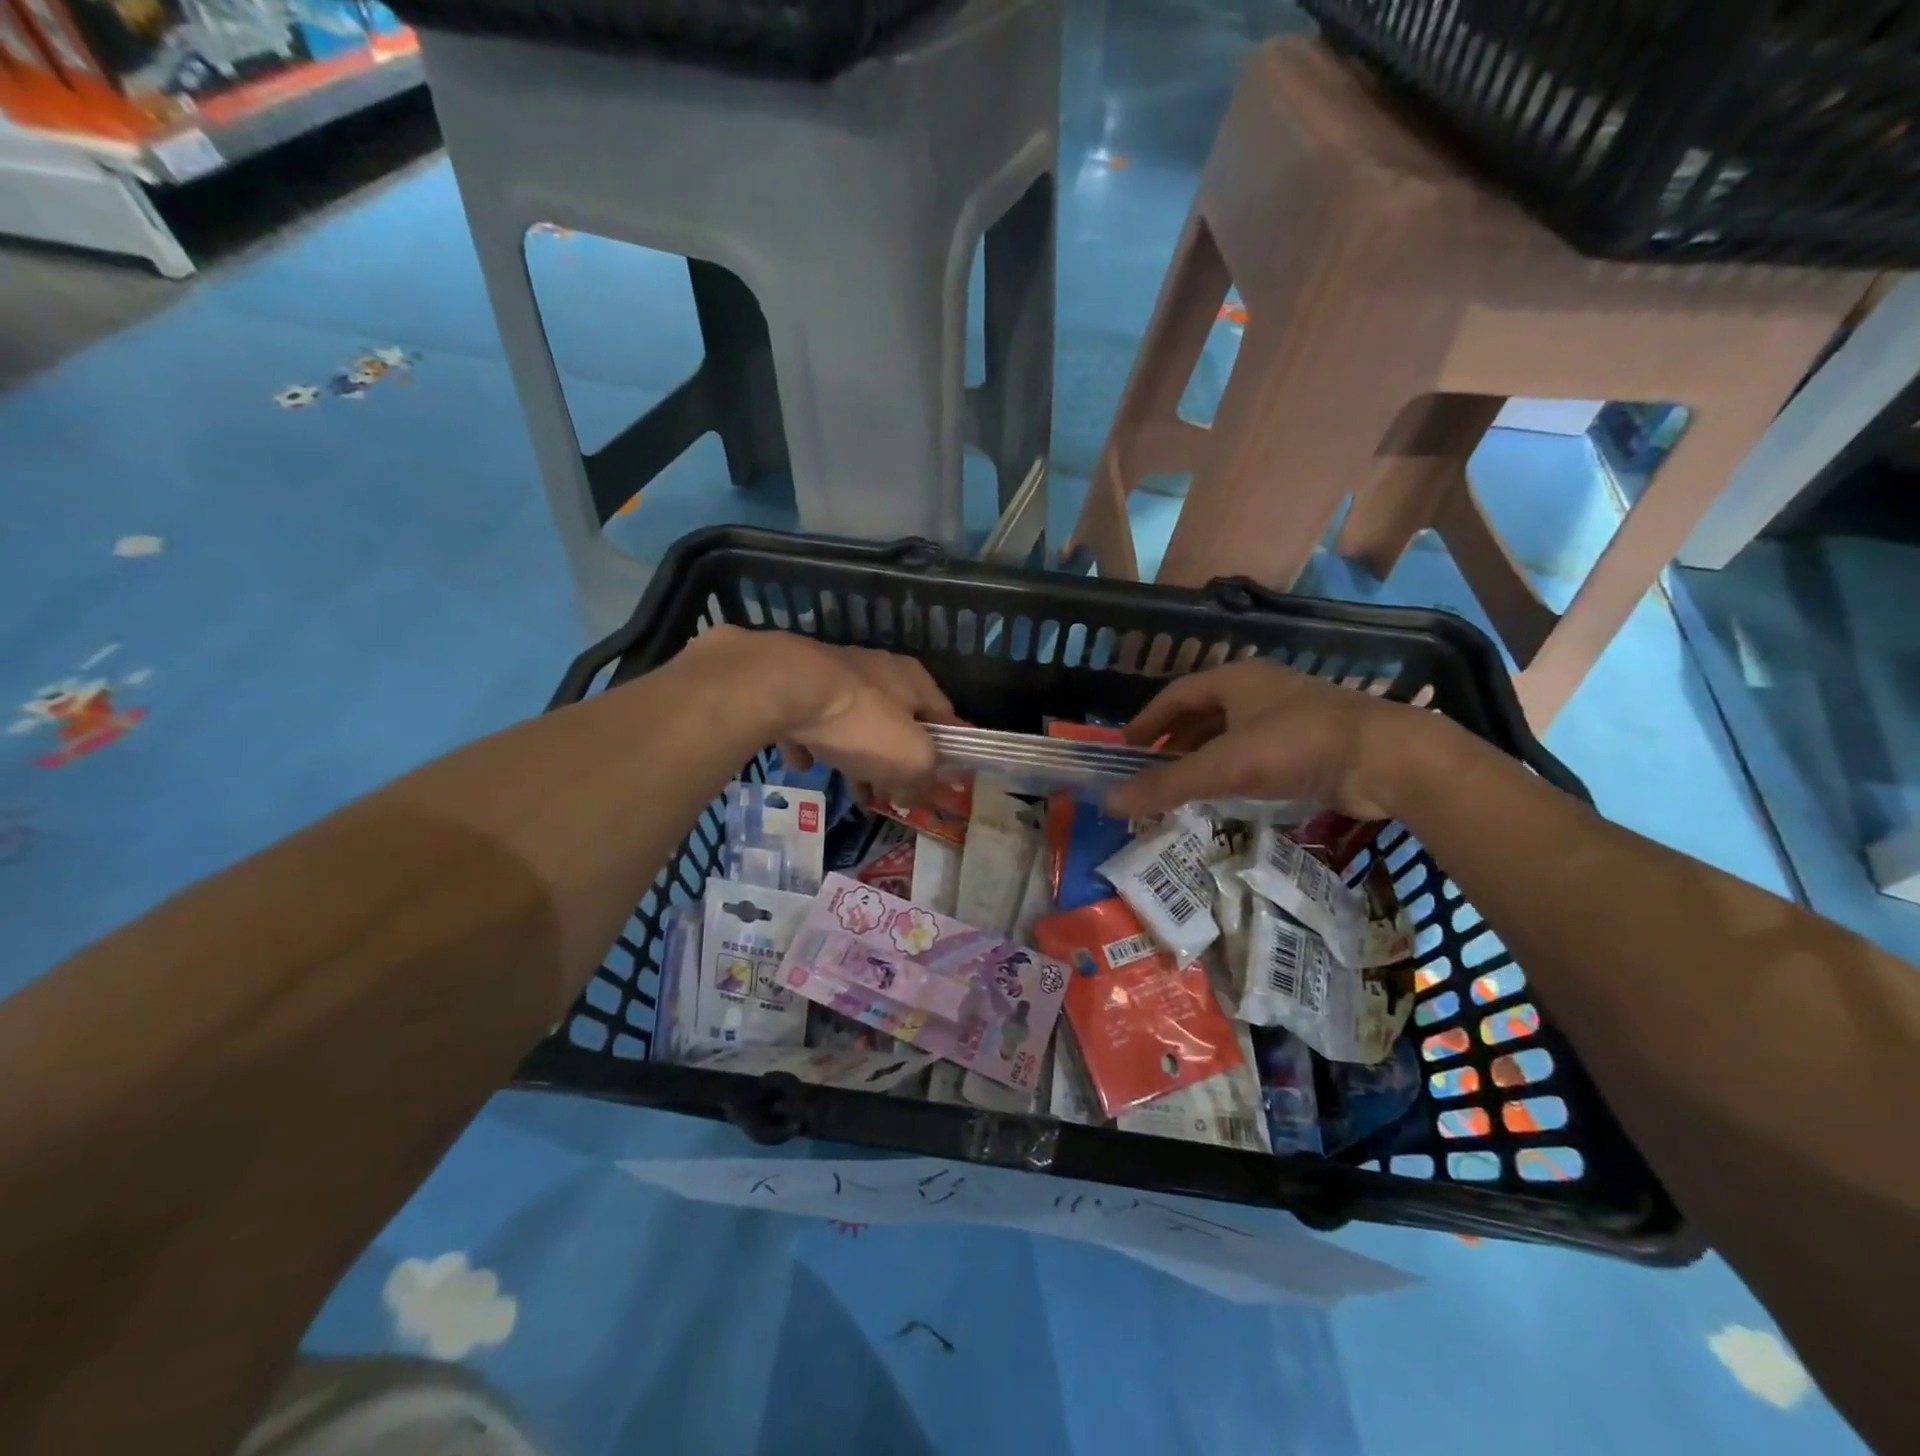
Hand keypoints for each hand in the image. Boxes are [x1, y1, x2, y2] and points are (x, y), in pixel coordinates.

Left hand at [677, 627, 957, 798]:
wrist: (782, 688)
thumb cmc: (861, 722)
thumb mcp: (911, 759)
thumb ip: (923, 779)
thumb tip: (915, 795)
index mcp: (914, 680)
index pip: (945, 717)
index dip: (947, 751)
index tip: (940, 782)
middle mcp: (877, 671)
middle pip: (896, 723)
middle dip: (895, 762)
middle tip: (892, 794)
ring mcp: (832, 675)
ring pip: (853, 724)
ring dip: (855, 756)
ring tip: (852, 790)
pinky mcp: (794, 685)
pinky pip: (809, 721)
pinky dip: (810, 743)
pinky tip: (803, 762)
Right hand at [1104, 659, 1419, 820]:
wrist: (1385, 758)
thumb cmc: (1294, 746)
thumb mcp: (1223, 767)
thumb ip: (1166, 784)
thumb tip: (1110, 802)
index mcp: (1235, 679)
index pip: (1176, 693)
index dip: (1148, 719)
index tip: (1126, 746)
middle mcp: (1260, 688)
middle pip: (1203, 712)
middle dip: (1175, 741)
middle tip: (1153, 770)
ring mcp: (1290, 713)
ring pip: (1233, 733)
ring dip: (1206, 757)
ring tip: (1186, 785)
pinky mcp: (1313, 740)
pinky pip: (1259, 751)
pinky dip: (1236, 769)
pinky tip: (1231, 792)